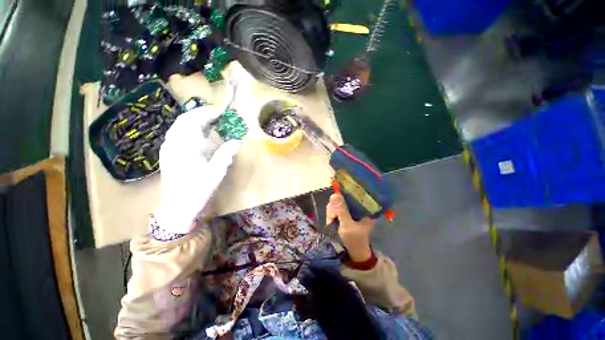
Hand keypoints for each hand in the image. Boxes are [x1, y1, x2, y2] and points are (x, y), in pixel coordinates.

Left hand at [155, 106, 240, 233]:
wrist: (177, 206)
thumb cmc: (197, 190)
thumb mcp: (216, 172)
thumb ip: (225, 154)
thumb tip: (236, 141)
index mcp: (185, 147)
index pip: (193, 121)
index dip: (207, 113)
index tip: (220, 111)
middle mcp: (173, 144)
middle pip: (184, 120)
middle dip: (200, 114)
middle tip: (217, 115)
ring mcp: (168, 148)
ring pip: (179, 126)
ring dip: (194, 120)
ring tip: (210, 122)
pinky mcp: (168, 153)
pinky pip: (177, 134)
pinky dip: (189, 129)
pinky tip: (199, 134)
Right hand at [326, 194, 375, 261]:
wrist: (354, 251)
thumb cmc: (354, 239)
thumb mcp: (347, 226)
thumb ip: (341, 211)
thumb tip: (334, 195)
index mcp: (365, 207)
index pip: (354, 192)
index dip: (343, 191)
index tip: (334, 199)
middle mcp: (358, 205)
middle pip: (342, 196)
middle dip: (334, 206)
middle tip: (332, 217)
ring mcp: (351, 208)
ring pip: (337, 201)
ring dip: (331, 210)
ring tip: (331, 220)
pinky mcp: (345, 212)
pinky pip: (335, 207)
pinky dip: (331, 212)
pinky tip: (330, 219)